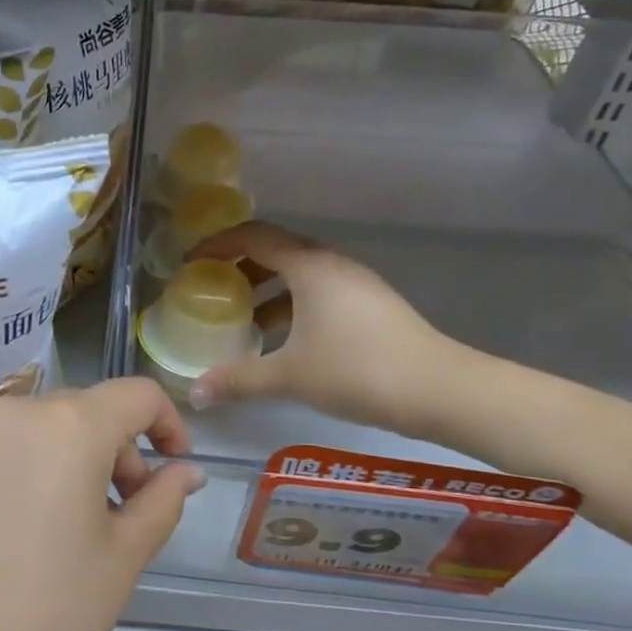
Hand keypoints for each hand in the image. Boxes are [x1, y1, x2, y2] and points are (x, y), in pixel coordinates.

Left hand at [0, 379, 203, 630]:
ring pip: (31, 430)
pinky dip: (12, 473)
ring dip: (60, 460)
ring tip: (58, 526)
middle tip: (119, 512)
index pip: (136, 395)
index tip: (170, 468)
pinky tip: (5, 533)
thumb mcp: (123, 558)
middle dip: (113, 449)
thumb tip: (187, 471)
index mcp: (68, 426)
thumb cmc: (51, 616)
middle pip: (81, 411)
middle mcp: (11, 413)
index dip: (167, 424)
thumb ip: (162, 500)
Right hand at [186, 221, 476, 439]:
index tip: (191, 262)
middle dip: (239, 267)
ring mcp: (356, 285)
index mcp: (310, 267)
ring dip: (266, 290)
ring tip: (241, 320)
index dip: (218, 244)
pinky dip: (292, 306)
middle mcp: (332, 265)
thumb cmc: (357, 370)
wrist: (440, 390)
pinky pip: (319, 294)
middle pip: (277, 251)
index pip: (254, 237)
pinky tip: (282, 340)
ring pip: (300, 275)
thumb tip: (195, 393)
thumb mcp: (289, 376)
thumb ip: (238, 380)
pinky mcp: (370, 307)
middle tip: (211, 290)